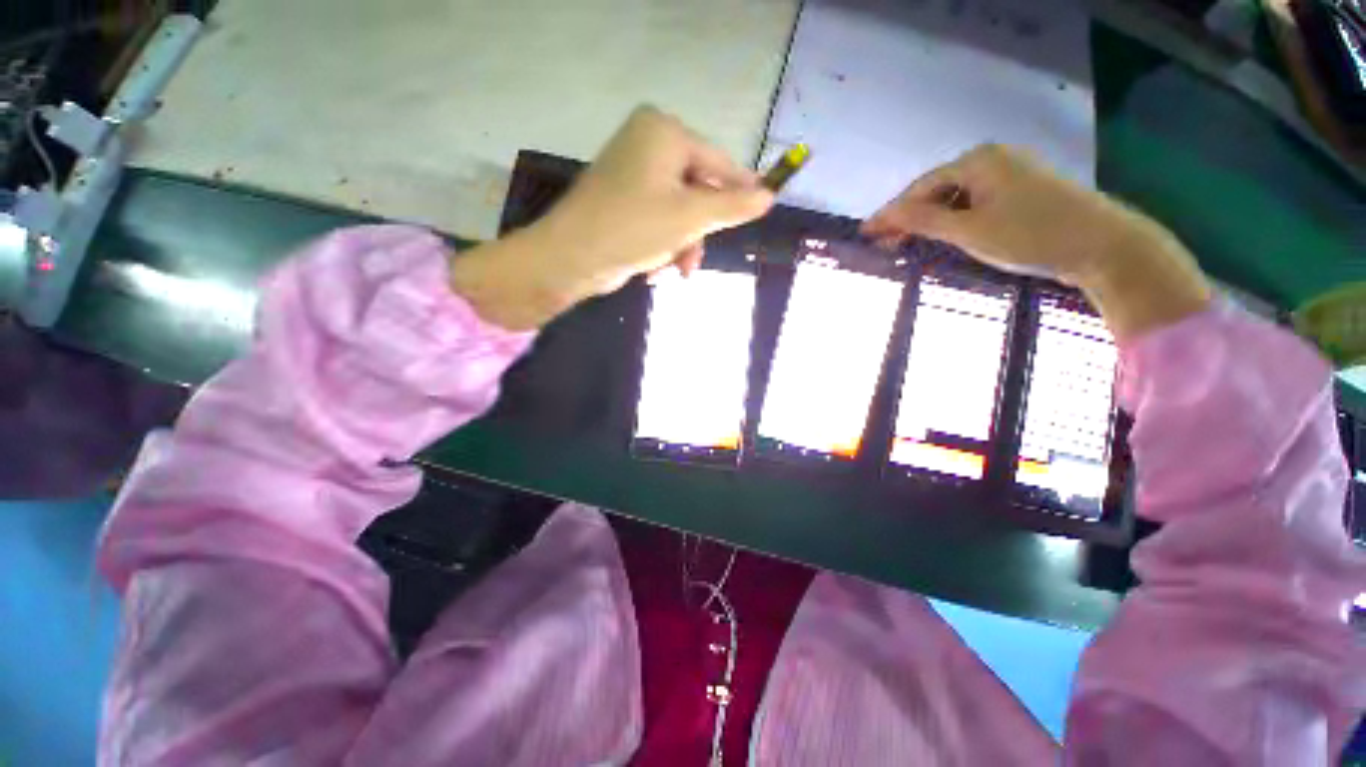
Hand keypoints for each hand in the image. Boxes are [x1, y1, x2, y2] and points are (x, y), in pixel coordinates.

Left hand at [452, 106, 773, 329]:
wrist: (571, 258)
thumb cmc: (635, 228)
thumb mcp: (691, 217)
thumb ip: (733, 205)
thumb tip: (769, 196)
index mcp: (663, 132)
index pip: (718, 160)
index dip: (742, 188)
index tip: (765, 206)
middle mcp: (647, 144)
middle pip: (697, 191)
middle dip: (699, 232)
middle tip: (696, 260)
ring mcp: (632, 173)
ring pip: (679, 212)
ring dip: (682, 245)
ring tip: (677, 271)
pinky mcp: (623, 201)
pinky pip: (659, 221)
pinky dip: (663, 246)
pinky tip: (655, 268)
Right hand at [862, 144, 1210, 340]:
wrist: (1102, 245)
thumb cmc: (1030, 234)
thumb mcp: (969, 230)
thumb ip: (923, 220)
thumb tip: (884, 215)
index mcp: (977, 161)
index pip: (919, 189)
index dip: (890, 213)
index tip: (865, 233)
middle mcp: (991, 159)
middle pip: (936, 191)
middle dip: (908, 218)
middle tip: (883, 244)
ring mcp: (1009, 174)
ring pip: (955, 199)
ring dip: (929, 221)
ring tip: (906, 244)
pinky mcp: (1022, 192)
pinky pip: (974, 204)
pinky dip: (953, 221)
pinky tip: (943, 237)